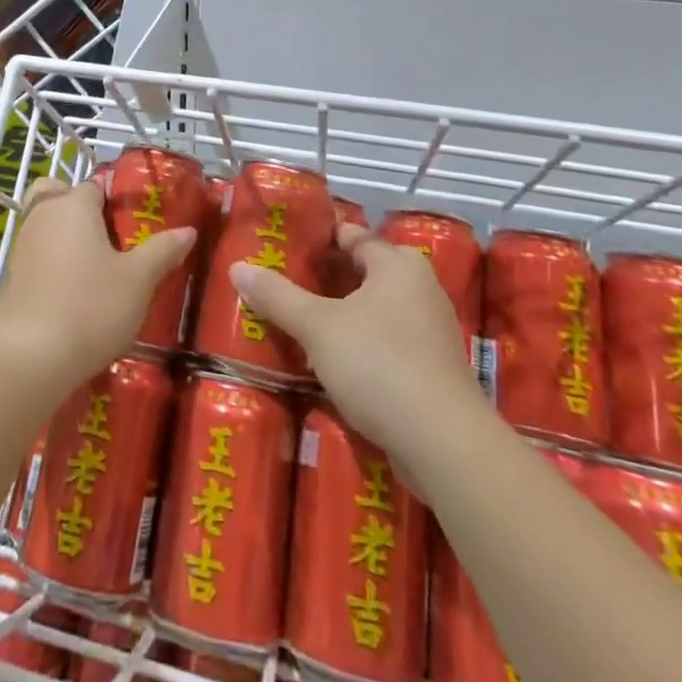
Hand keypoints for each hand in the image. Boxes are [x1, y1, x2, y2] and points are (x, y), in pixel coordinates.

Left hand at [0, 177, 196, 397]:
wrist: (29, 358)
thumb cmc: (90, 307)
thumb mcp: (139, 280)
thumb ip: (163, 250)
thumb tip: (188, 230)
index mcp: (74, 204)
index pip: (97, 185)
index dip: (118, 199)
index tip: (138, 223)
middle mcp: (43, 215)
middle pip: (63, 197)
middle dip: (83, 210)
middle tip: (112, 239)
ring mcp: (23, 245)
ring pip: (48, 225)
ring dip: (68, 238)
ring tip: (100, 270)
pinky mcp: (13, 276)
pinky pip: (39, 254)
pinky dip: (55, 264)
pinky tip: (76, 294)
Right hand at [231, 223, 480, 461]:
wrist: (444, 445)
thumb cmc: (380, 365)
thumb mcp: (318, 327)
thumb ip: (277, 296)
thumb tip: (237, 267)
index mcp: (398, 263)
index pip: (350, 236)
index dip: (316, 240)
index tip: (282, 248)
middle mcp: (420, 287)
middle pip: (362, 272)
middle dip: (324, 280)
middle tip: (281, 285)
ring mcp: (431, 329)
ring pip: (374, 310)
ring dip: (341, 316)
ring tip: (297, 322)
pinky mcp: (433, 369)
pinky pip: (387, 342)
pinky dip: (360, 345)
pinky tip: (330, 361)